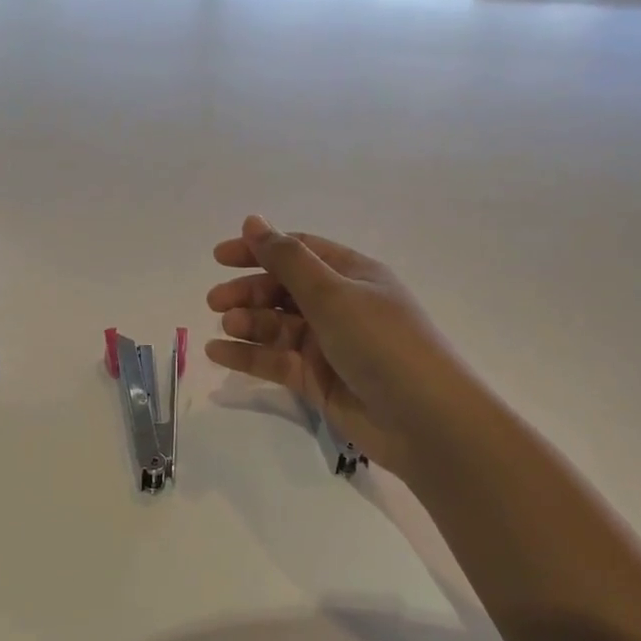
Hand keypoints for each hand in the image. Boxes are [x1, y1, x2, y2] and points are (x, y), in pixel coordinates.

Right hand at [206, 216, 478, 474]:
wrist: (425, 420)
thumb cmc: (381, 342)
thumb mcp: (332, 293)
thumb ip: (287, 259)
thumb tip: (253, 220)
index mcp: (352, 274)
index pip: (299, 251)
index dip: (260, 249)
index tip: (220, 257)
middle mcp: (340, 305)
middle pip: (284, 289)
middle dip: (248, 290)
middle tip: (215, 301)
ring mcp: (329, 345)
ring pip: (277, 326)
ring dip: (248, 322)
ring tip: (226, 326)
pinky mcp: (319, 381)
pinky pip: (276, 361)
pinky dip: (248, 356)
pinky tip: (218, 353)